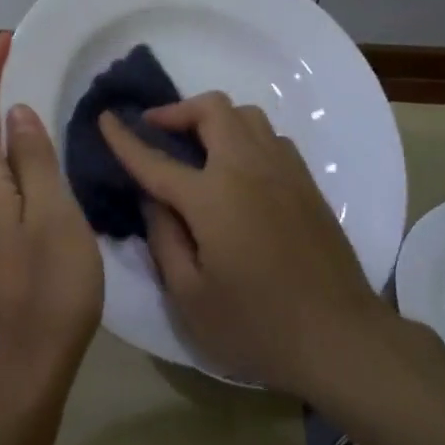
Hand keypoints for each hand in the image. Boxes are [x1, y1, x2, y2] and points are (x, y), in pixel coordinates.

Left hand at [0, 34, 103, 415]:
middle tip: (30, 63)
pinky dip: (9, 158)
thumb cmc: (46, 291)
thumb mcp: (53, 216)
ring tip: (38, 102)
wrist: (19, 375)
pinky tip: (36, 163)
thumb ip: (33, 160)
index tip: (8, 38)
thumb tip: (16, 113)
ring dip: (2, 125)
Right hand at [98, 93, 388, 397]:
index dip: (126, 139)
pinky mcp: (306, 182)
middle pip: (213, 109)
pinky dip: (245, 136)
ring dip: (215, 119)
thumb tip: (153, 198)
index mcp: (213, 196)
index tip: (105, 118)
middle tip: (156, 130)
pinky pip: (271, 137)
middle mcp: (248, 168)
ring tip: (197, 147)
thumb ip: (164, 238)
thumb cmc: (256, 325)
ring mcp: (283, 169)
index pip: (157, 158)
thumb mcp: (190, 297)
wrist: (338, 335)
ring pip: (247, 115)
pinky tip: (238, 169)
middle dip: (177, 110)